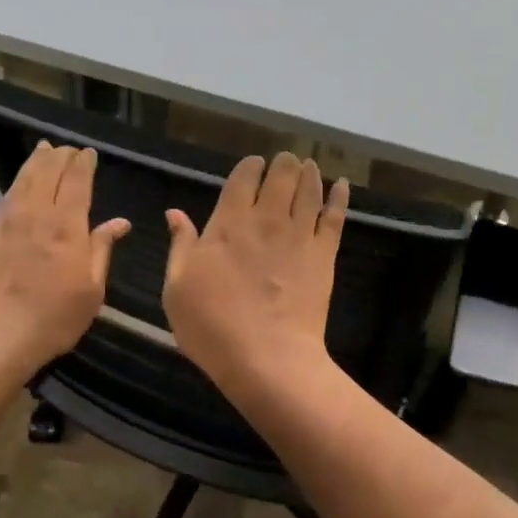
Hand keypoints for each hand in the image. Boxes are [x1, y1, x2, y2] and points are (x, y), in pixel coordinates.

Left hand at [0, 143, 129, 379]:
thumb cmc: (54, 318)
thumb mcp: (92, 290)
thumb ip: (102, 250)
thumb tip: (120, 222)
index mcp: (67, 227)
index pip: (76, 182)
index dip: (83, 164)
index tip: (89, 153)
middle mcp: (38, 215)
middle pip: (49, 172)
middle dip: (61, 156)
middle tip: (69, 149)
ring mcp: (10, 221)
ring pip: (25, 179)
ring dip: (37, 161)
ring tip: (45, 149)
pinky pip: (8, 195)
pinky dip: (19, 180)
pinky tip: (22, 180)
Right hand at [162, 152, 348, 391]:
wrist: (266, 357)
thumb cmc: (211, 325)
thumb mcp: (177, 287)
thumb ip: (181, 245)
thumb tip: (175, 213)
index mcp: (227, 224)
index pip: (242, 179)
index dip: (249, 166)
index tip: (253, 164)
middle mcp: (265, 220)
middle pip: (280, 177)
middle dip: (282, 163)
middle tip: (284, 160)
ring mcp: (298, 236)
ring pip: (309, 190)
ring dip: (308, 173)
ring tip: (308, 165)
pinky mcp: (323, 255)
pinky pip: (335, 217)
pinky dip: (339, 197)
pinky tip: (341, 185)